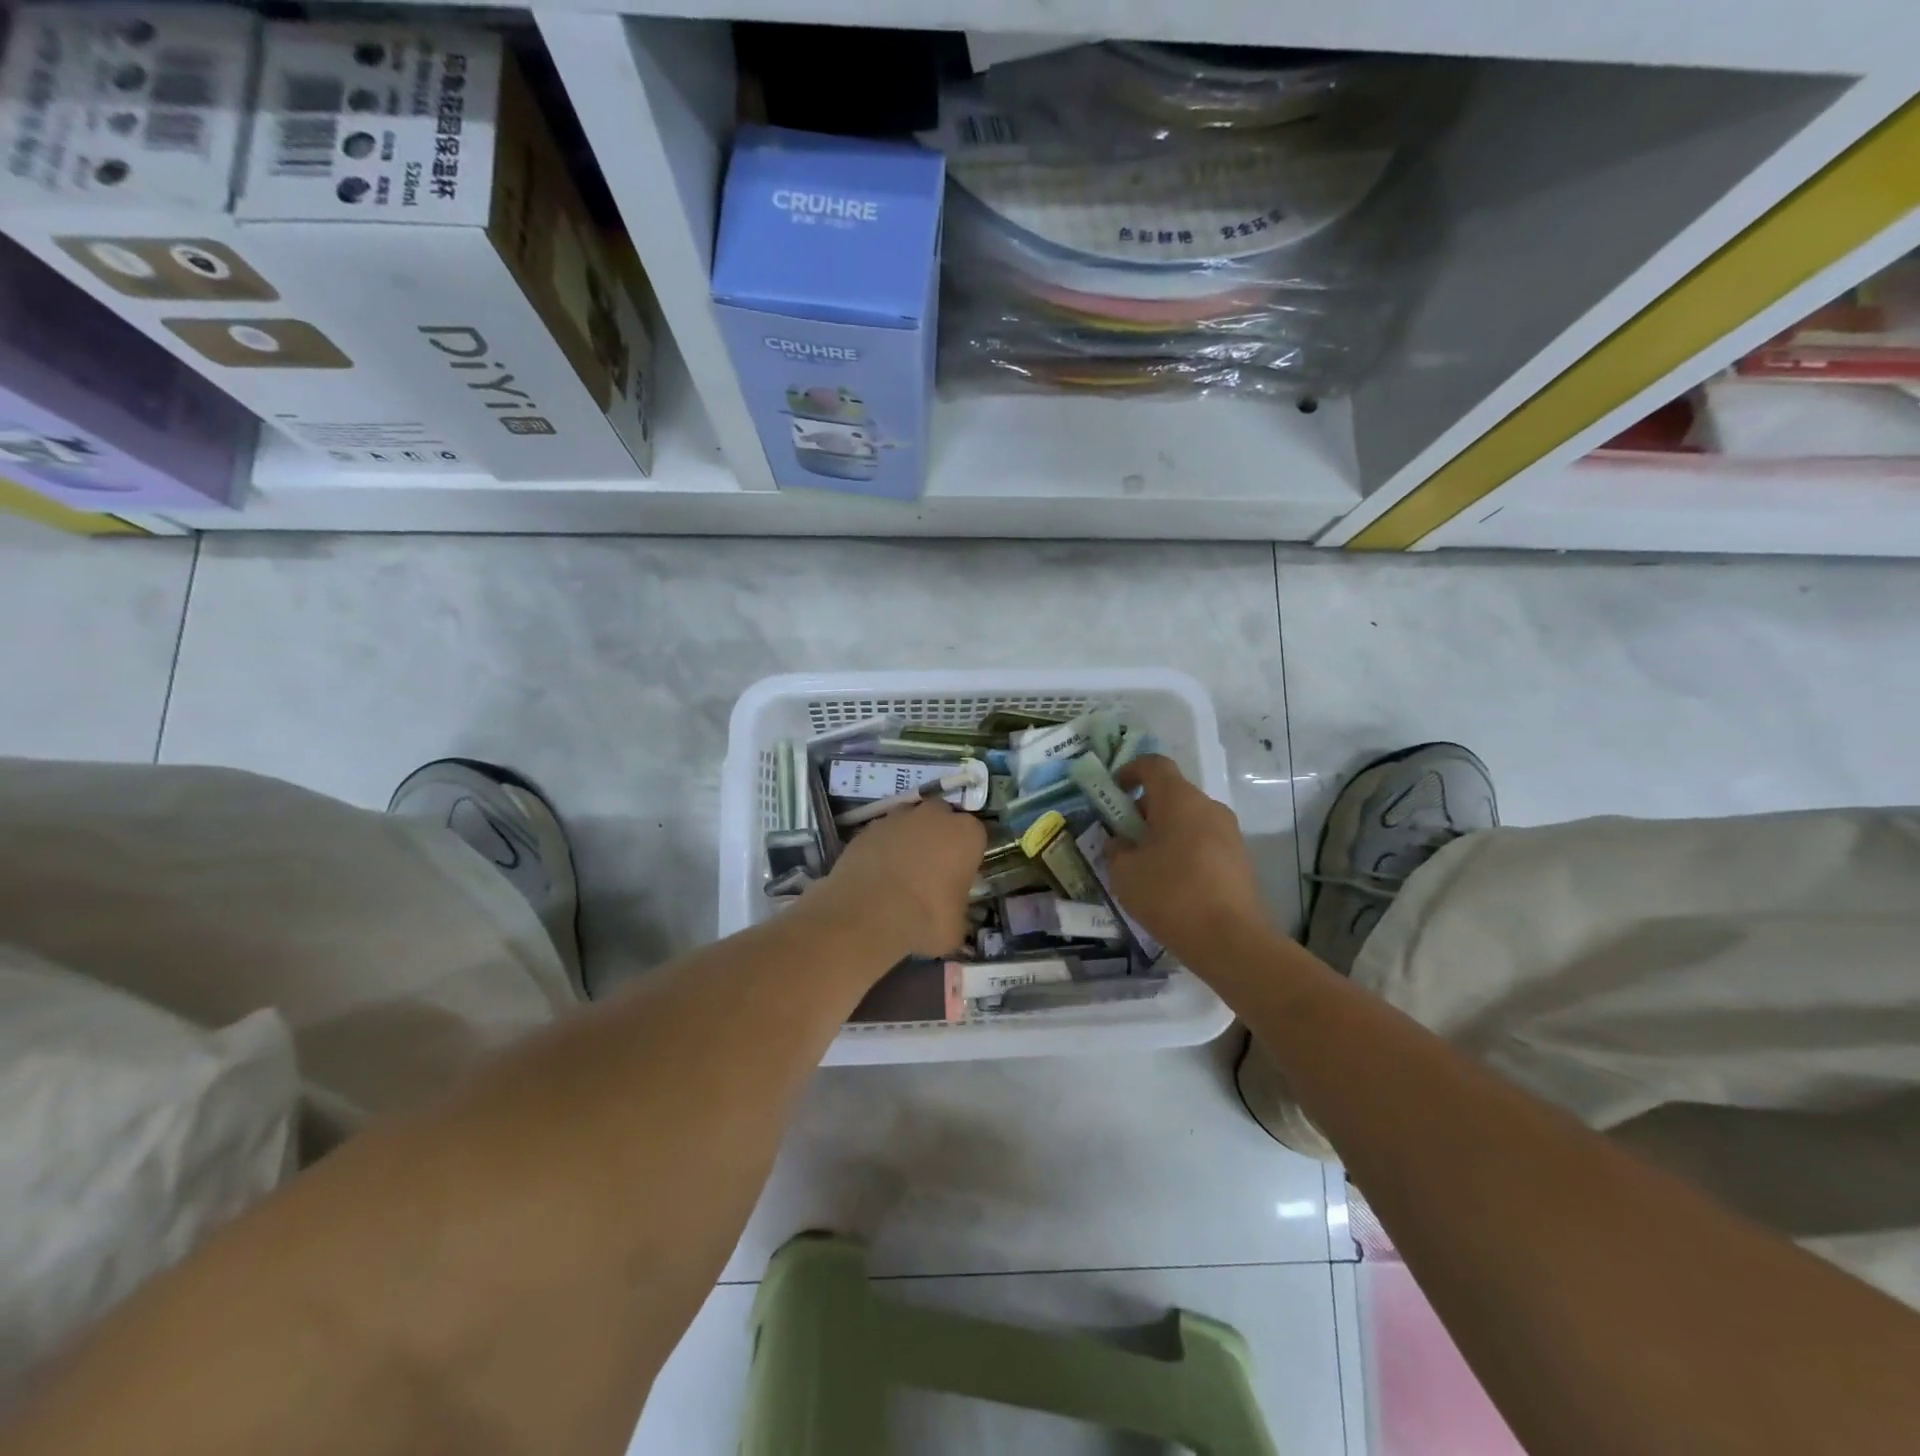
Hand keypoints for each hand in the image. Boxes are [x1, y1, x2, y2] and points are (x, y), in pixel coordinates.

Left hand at [804, 800, 986, 959]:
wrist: (869, 913)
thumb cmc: (925, 918)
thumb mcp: (956, 928)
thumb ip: (958, 913)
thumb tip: (950, 920)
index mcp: (966, 833)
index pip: (976, 836)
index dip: (967, 855)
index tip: (959, 876)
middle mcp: (934, 815)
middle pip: (942, 818)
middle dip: (939, 836)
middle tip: (931, 869)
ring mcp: (898, 817)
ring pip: (910, 821)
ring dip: (909, 838)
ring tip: (900, 871)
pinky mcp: (868, 827)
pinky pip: (882, 834)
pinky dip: (882, 847)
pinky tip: (877, 874)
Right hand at [1108, 755, 1269, 959]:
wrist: (1230, 940)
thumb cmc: (1170, 894)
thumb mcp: (1124, 873)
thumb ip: (1117, 849)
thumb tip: (1121, 843)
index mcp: (1179, 800)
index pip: (1154, 765)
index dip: (1131, 771)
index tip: (1114, 791)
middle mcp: (1209, 807)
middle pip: (1172, 794)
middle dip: (1145, 809)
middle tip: (1124, 837)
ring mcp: (1230, 833)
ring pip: (1190, 820)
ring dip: (1166, 832)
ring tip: (1146, 865)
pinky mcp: (1241, 860)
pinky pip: (1205, 842)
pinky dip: (1185, 851)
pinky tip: (1172, 884)